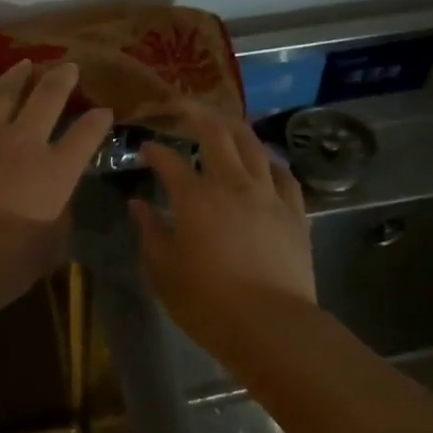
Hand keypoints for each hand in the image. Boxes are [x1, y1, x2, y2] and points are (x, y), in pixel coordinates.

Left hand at [0, 61, 113, 320]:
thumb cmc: (4, 268)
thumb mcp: (51, 246)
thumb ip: (60, 213)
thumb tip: (57, 195)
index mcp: (54, 170)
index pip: (86, 134)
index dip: (98, 121)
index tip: (104, 112)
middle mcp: (21, 143)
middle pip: (48, 98)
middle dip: (62, 79)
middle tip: (68, 67)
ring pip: (2, 94)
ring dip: (16, 76)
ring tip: (25, 63)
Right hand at [131, 104, 315, 338]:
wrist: (271, 326)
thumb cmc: (208, 302)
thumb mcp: (164, 271)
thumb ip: (150, 232)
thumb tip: (138, 205)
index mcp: (195, 198)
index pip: (169, 161)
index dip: (154, 151)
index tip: (145, 148)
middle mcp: (232, 184)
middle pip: (216, 133)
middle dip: (197, 113)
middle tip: (185, 107)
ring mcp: (268, 195)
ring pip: (254, 145)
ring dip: (236, 128)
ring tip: (225, 123)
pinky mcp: (295, 212)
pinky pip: (284, 175)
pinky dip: (271, 162)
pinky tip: (266, 162)